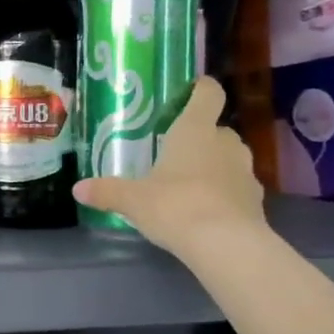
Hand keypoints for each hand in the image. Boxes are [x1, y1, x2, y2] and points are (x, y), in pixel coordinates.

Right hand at [72, 77, 266, 260]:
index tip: (193, 88)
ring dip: (214, 164)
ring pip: (229, 158)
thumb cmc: (175, 205)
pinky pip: (237, 187)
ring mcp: (245, 171)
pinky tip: (206, 209)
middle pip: (217, 129)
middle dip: (201, 137)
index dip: (202, 88)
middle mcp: (225, 144)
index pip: (207, 95)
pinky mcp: (255, 200)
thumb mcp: (132, 200)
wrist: (226, 245)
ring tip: (189, 182)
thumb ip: (107, 191)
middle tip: (176, 150)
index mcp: (194, 131)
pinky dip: (224, 192)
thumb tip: (77, 189)